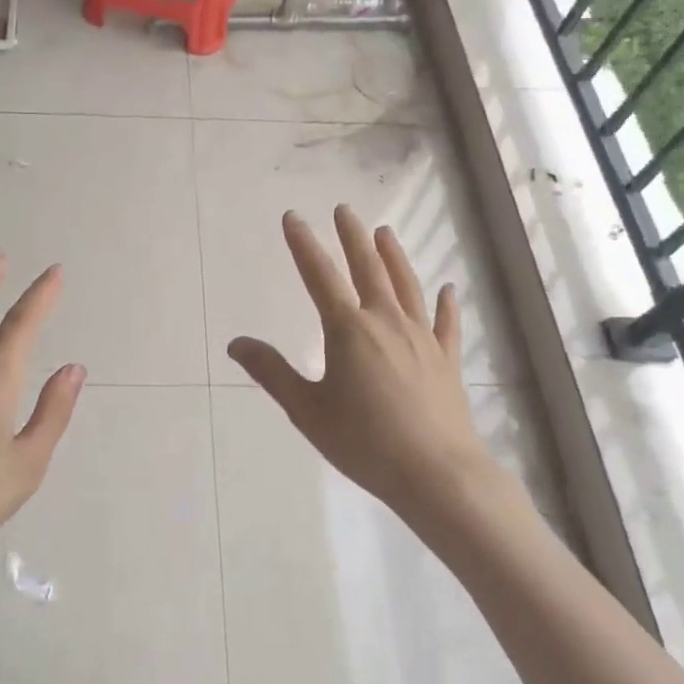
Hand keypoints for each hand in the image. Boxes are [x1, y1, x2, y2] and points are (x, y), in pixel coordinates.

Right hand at [228, 207, 510, 530]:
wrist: (436, 473)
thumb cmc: (364, 442)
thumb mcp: (307, 410)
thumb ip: (272, 372)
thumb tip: (236, 343)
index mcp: (348, 330)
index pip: (319, 276)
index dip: (303, 244)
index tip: (293, 217)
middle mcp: (386, 322)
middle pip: (367, 268)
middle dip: (352, 237)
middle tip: (344, 210)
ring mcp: (421, 338)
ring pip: (405, 285)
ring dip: (393, 256)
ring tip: (384, 232)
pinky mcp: (446, 358)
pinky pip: (445, 322)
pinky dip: (445, 303)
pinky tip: (447, 288)